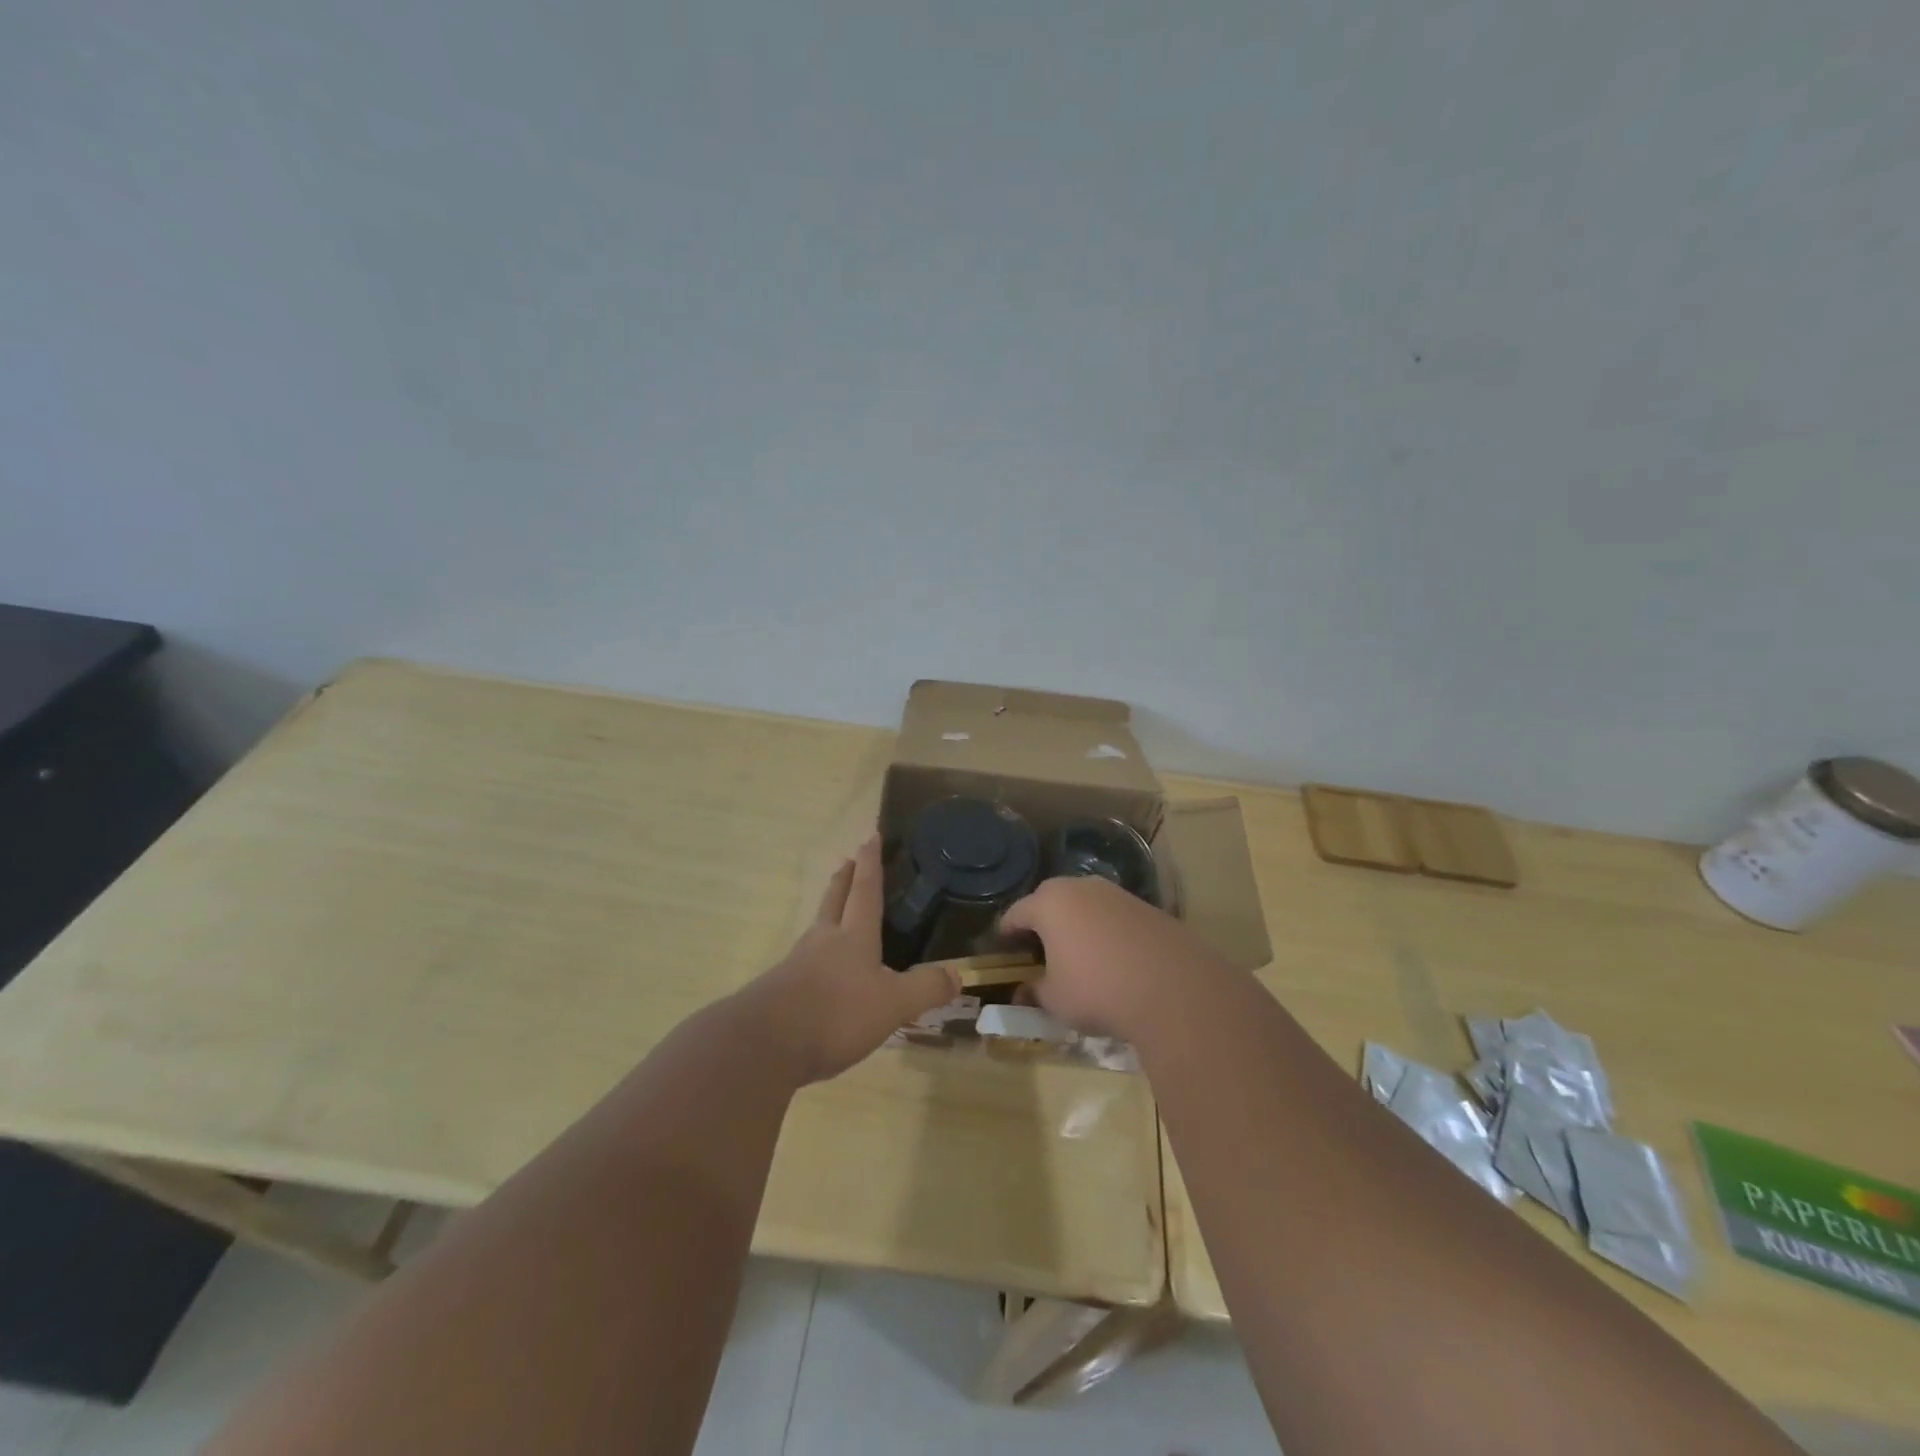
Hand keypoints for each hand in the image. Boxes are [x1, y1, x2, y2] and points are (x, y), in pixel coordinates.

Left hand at [737, 836, 959, 1083]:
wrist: (765, 1045)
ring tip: (834, 910)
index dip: (870, 863)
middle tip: (847, 860)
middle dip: (843, 879)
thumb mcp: (892, 1004)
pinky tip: (819, 971)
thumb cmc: (835, 1014)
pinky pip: (803, 962)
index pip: (865, 890)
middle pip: (834, 901)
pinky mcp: (780, 992)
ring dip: (827, 912)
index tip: (869, 836)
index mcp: (853, 937)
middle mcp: (823, 941)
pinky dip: (816, 955)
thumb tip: (957, 974)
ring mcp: (797, 965)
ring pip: (816, 928)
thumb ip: (925, 988)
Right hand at [1000, 876, 1228, 1038]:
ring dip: (1076, 925)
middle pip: (1050, 901)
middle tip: (1039, 951)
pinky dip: (1106, 932)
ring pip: (1085, 905)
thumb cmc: (1098, 990)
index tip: (1004, 950)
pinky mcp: (1146, 907)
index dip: (1006, 933)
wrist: (1174, 989)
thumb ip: (1034, 992)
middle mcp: (1080, 887)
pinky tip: (1113, 959)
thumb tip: (1023, 992)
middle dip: (1042, 924)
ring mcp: (1116, 894)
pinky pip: (1113, 916)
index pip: (1016, 913)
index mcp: (1049, 903)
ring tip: (1078, 954)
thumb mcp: (1056, 1000)